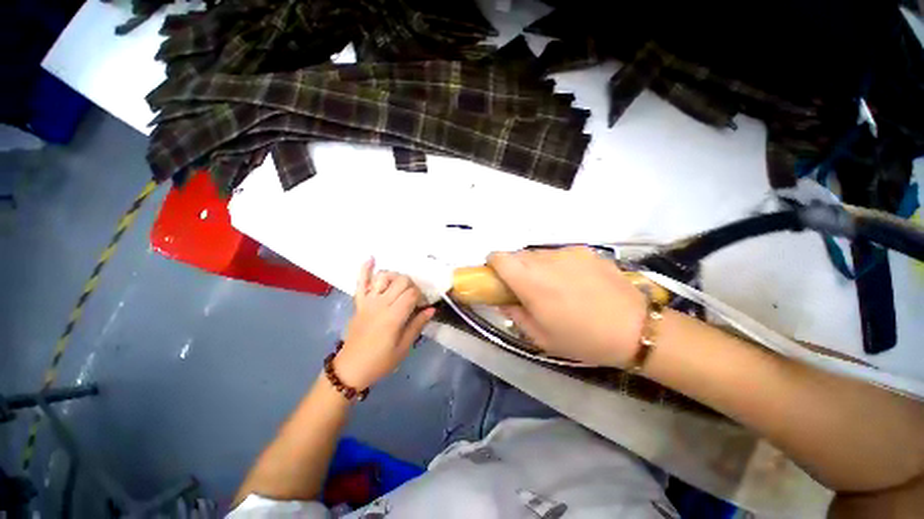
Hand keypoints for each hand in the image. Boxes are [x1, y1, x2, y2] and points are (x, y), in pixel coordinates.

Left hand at [335, 259, 434, 389]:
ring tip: (399, 287)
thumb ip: (417, 325)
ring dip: (395, 277)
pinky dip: (365, 269)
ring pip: (384, 276)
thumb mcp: (404, 347)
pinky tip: (371, 258)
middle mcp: (380, 304)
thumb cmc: (380, 361)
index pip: (411, 293)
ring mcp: (367, 301)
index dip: (420, 296)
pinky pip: (360, 282)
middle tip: (413, 299)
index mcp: (393, 317)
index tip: (422, 305)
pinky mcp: (359, 302)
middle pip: (401, 281)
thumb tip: (431, 309)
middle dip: (412, 286)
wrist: (350, 368)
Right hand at [487, 247, 646, 367]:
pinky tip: (576, 282)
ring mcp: (567, 252)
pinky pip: (561, 254)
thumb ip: (515, 315)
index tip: (499, 280)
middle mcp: (545, 260)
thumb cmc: (582, 338)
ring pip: (539, 254)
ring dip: (537, 267)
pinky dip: (558, 265)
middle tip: (528, 290)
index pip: (499, 257)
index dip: (493, 266)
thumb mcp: (541, 337)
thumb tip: (502, 301)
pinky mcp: (586, 251)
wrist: (636, 328)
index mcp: (530, 281)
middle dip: (516, 270)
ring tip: (555, 287)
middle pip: (517, 255)